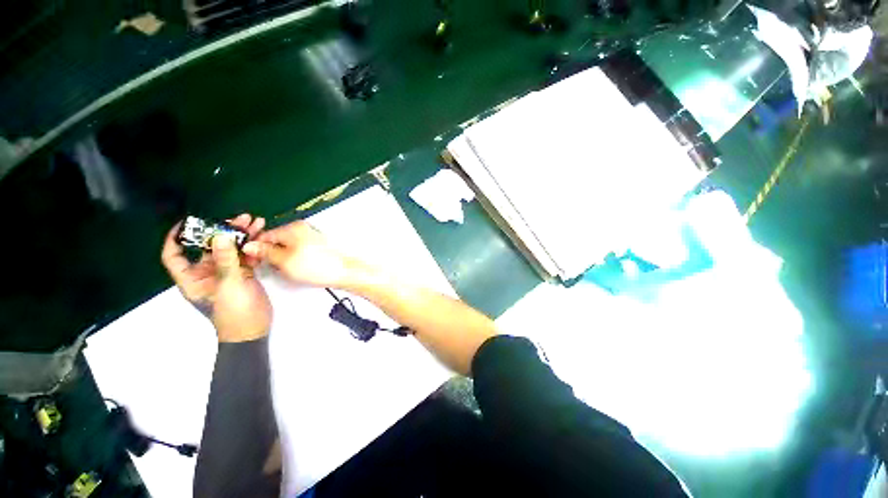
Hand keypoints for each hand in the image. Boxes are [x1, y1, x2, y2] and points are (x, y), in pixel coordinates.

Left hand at [161, 214, 271, 341]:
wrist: (253, 328)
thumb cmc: (234, 311)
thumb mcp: (229, 285)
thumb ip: (226, 260)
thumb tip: (221, 235)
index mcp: (192, 278)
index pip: (175, 255)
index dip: (177, 238)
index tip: (190, 222)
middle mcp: (206, 273)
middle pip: (210, 247)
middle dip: (224, 231)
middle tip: (241, 218)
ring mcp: (226, 273)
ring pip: (230, 250)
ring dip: (243, 236)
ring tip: (257, 222)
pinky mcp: (243, 274)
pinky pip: (244, 256)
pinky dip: (252, 247)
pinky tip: (262, 237)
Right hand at [243, 221, 351, 288]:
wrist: (345, 272)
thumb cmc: (318, 267)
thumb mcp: (285, 261)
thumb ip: (265, 252)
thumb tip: (249, 246)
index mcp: (293, 228)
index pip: (264, 234)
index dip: (256, 249)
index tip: (253, 261)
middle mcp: (302, 228)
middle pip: (276, 240)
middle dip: (271, 254)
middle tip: (274, 268)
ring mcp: (311, 237)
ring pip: (287, 246)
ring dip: (283, 258)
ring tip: (288, 269)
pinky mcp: (317, 246)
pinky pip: (298, 250)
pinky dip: (295, 258)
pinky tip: (299, 268)